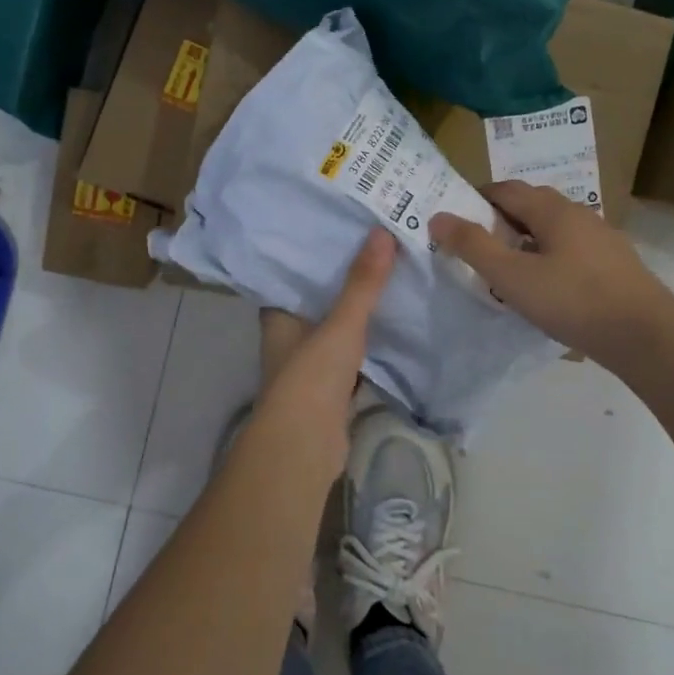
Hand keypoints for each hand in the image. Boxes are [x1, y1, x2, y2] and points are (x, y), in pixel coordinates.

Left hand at [239, 228, 397, 486]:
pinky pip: (352, 355)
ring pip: (336, 329)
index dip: (312, 253)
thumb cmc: (312, 376)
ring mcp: (309, 365)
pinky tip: (395, 324)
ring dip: (358, 312)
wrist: (305, 446)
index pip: (291, 274)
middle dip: (344, 279)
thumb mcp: (341, 324)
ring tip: (392, 276)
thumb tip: (382, 232)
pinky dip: (369, 343)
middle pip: (318, 300)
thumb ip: (362, 284)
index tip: (340, 229)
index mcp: (278, 316)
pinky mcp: (331, 388)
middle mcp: (289, 337)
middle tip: (377, 246)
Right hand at [430, 181, 673, 365]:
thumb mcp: (511, 276)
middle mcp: (578, 214)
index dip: (476, 198)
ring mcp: (601, 238)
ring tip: (506, 266)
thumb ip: (473, 246)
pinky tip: (545, 285)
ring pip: (553, 228)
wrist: (645, 335)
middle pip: (531, 204)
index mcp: (552, 210)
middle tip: (475, 243)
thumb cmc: (572, 300)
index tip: (454, 218)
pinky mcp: (614, 264)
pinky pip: (571, 249)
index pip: (506, 189)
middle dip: (500, 217)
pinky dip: (548, 256)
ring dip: (525, 238)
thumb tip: (438, 217)